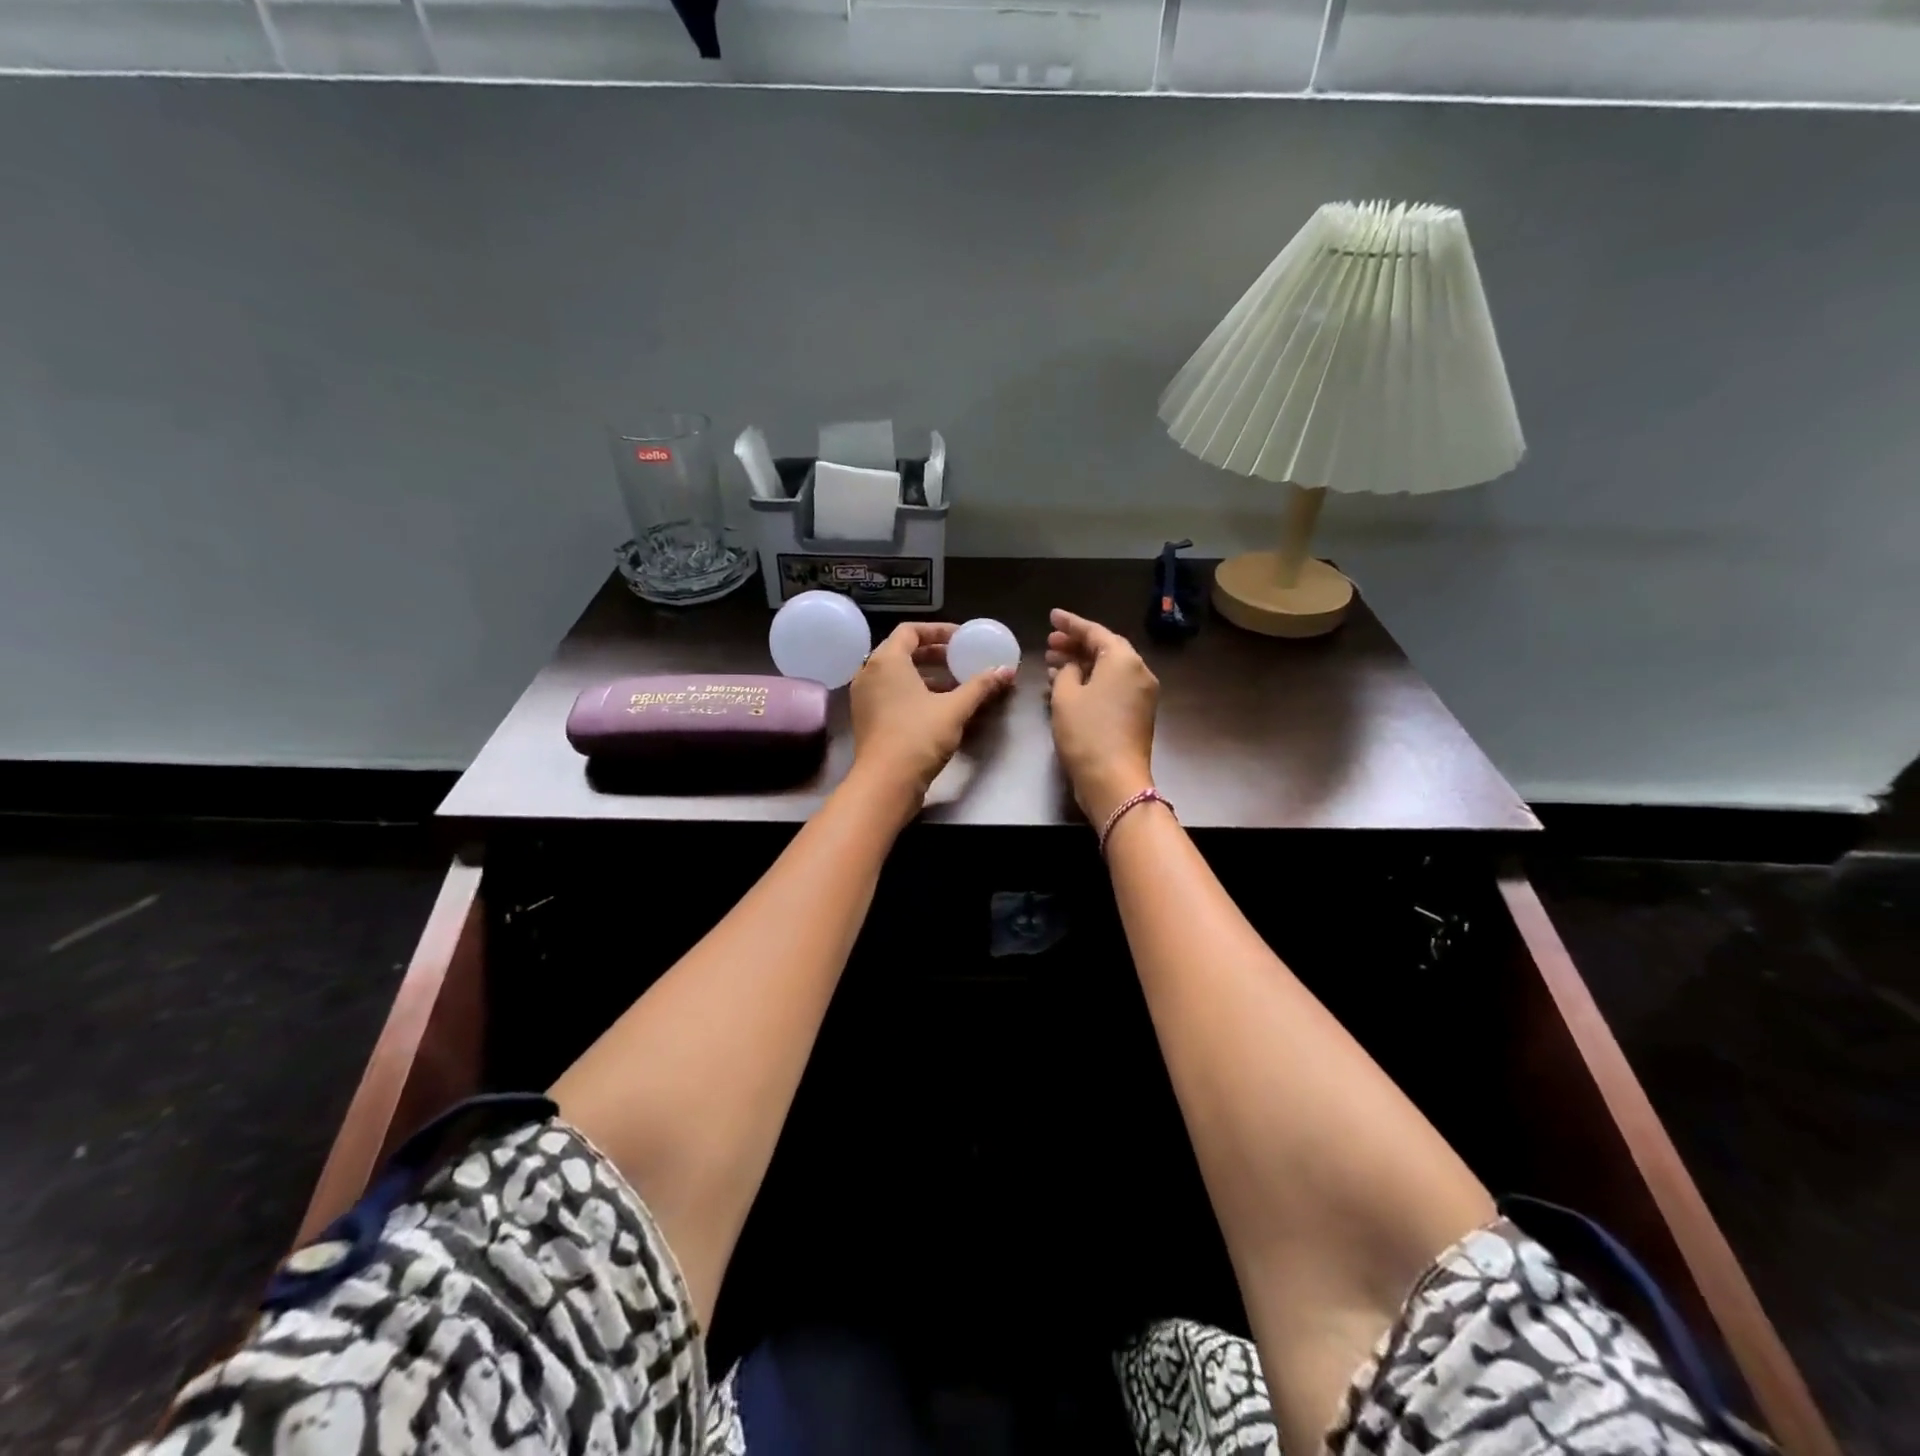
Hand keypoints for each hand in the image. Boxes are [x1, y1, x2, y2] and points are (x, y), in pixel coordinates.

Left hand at [849, 622, 1014, 810]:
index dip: (938, 631)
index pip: (910, 631)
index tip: (961, 639)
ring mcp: (865, 697)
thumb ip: (980, 686)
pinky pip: (891, 694)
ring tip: (955, 685)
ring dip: (926, 675)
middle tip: (959, 659)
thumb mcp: (954, 709)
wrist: (885, 783)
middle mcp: (869, 673)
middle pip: (902, 651)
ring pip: (897, 675)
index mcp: (886, 661)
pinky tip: (938, 708)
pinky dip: (914, 693)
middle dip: (934, 654)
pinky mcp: (867, 719)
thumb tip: (1006, 670)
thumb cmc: (918, 737)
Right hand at [1046, 609, 1159, 824]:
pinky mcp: (1138, 714)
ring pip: (1109, 669)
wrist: (1114, 780)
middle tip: (1049, 643)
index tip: (1052, 616)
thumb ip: (1066, 671)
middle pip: (1105, 649)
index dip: (1071, 623)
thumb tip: (1072, 667)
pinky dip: (1092, 682)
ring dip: (1082, 664)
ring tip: (1052, 664)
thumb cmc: (1086, 733)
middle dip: (1076, 644)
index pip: (1095, 632)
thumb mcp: (1065, 696)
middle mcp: (1139, 672)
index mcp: (1123, 660)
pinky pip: (1113, 687)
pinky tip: (1068, 686)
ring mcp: (1142, 694)